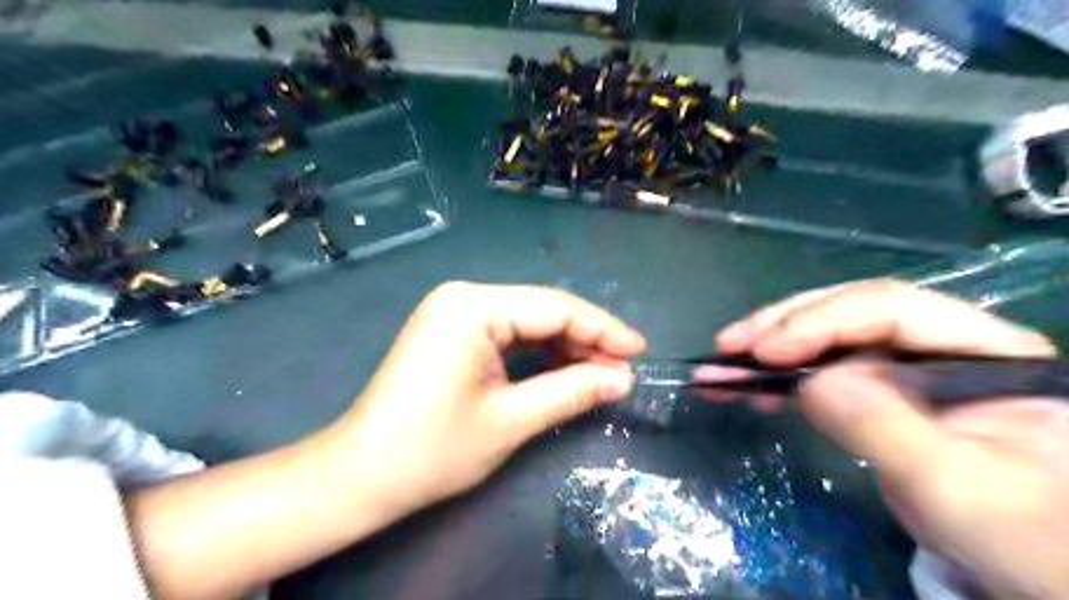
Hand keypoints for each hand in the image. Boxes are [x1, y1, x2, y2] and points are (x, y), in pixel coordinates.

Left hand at [331, 286, 641, 513]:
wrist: (362, 475)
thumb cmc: (433, 449)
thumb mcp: (511, 420)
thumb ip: (572, 392)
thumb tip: (623, 379)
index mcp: (472, 306)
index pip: (554, 307)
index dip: (602, 329)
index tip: (639, 351)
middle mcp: (463, 297)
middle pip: (541, 310)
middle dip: (585, 339)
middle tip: (623, 369)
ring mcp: (454, 312)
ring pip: (527, 322)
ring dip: (565, 347)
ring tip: (601, 373)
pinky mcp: (452, 332)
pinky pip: (507, 334)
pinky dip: (538, 353)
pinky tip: (564, 369)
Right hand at [717, 280, 1067, 596]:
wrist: (1023, 566)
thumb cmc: (1012, 533)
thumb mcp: (954, 486)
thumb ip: (886, 427)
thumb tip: (811, 382)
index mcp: (986, 350)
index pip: (890, 309)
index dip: (820, 321)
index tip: (766, 352)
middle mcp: (943, 343)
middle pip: (849, 312)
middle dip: (782, 326)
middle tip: (728, 345)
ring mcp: (907, 366)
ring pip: (826, 336)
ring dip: (768, 348)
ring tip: (723, 366)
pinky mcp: (879, 389)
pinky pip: (819, 367)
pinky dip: (778, 375)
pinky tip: (750, 387)